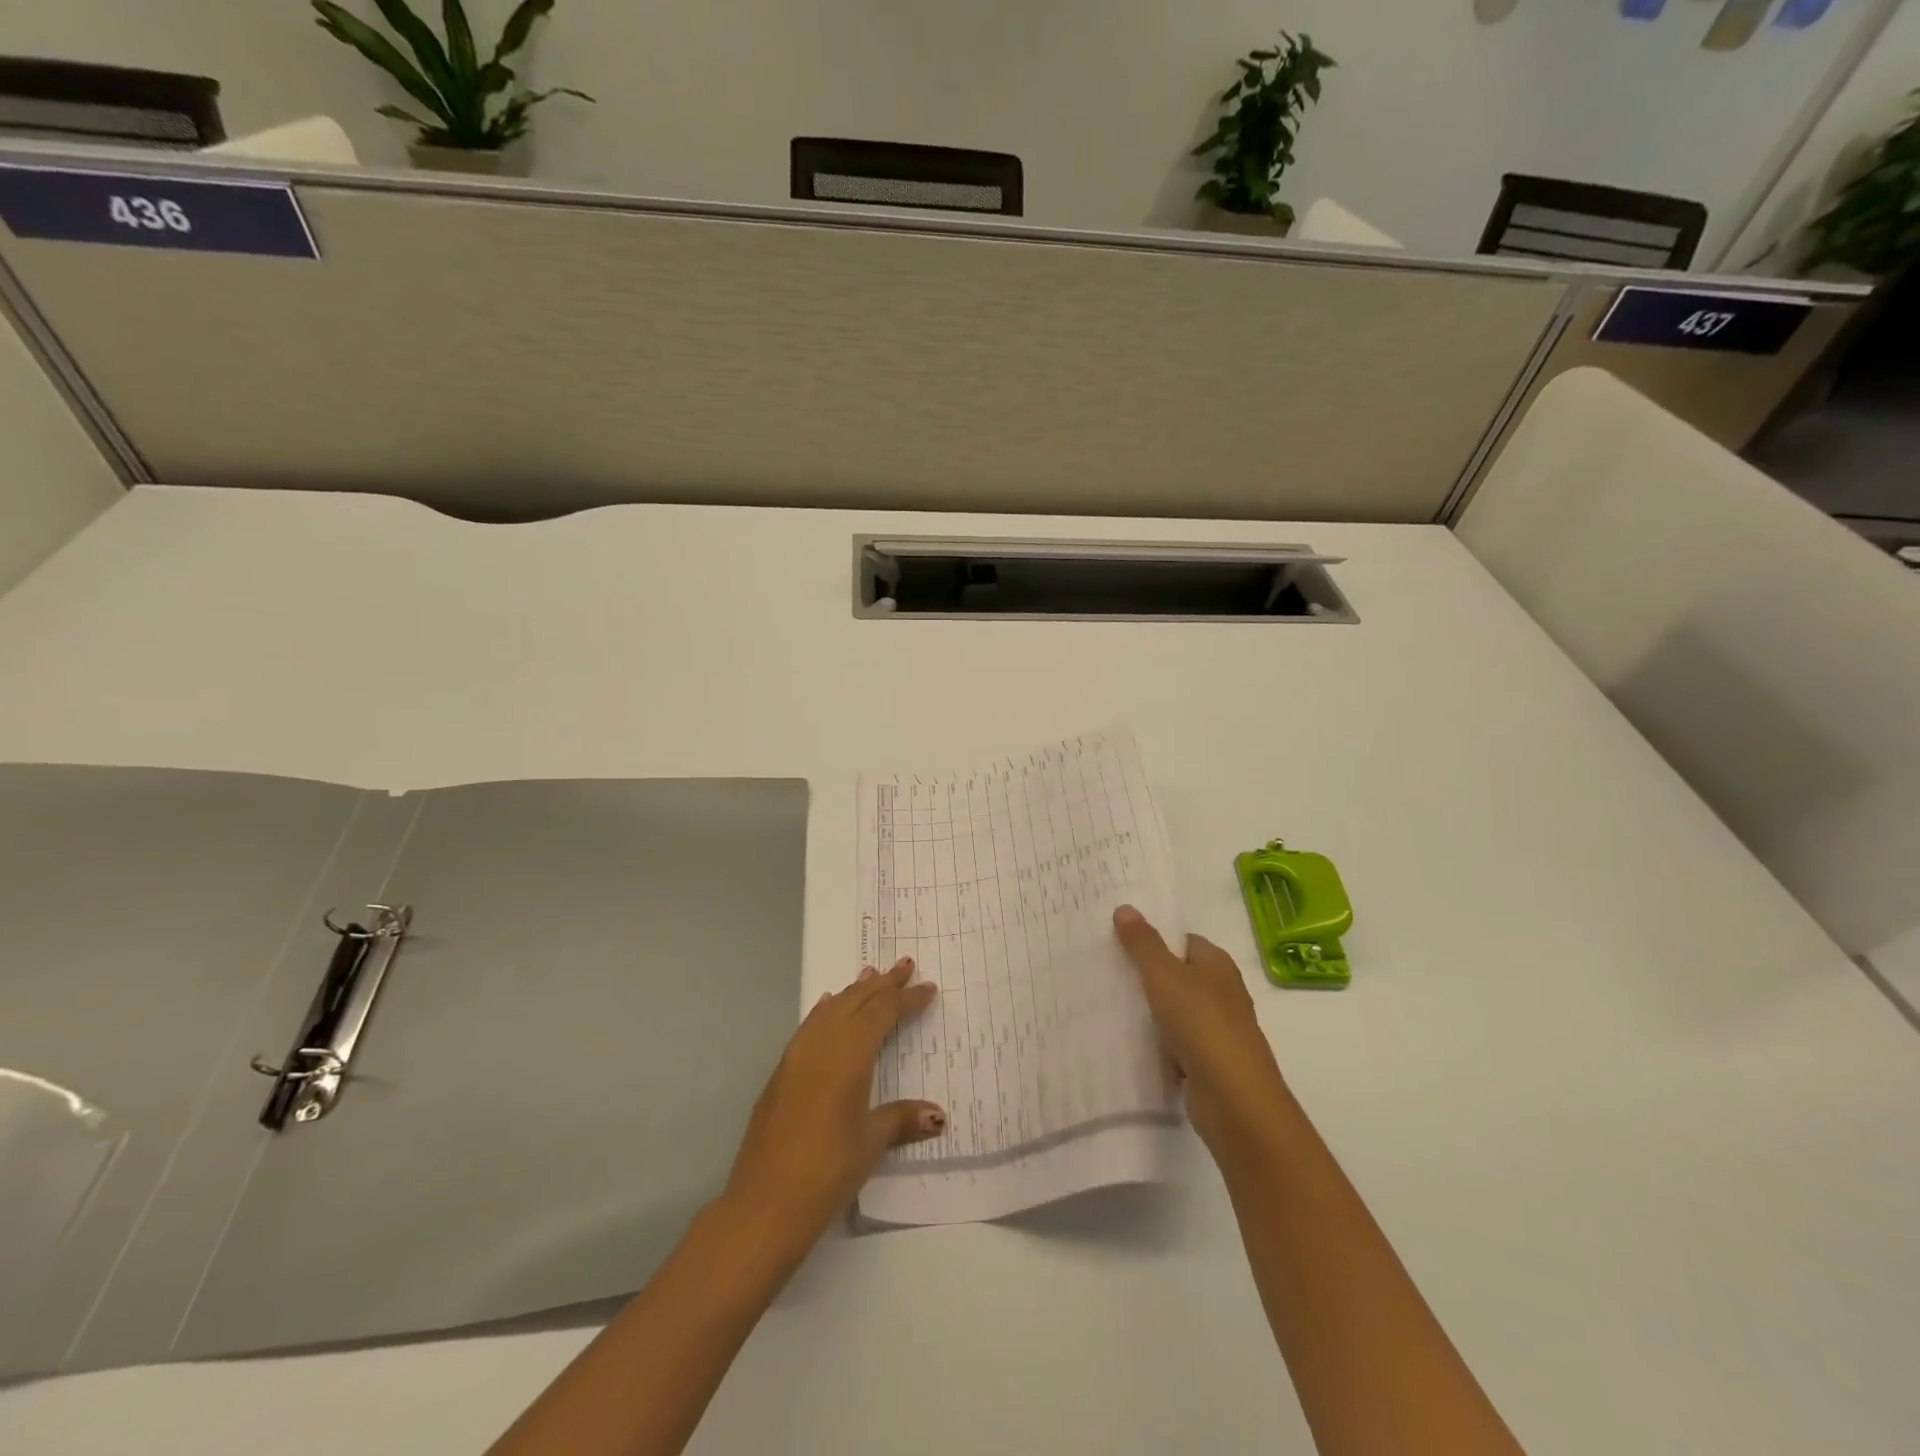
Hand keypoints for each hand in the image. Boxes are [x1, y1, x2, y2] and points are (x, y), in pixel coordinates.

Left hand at [721, 957, 943, 1255]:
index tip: (928, 987)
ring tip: (871, 975)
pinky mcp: (781, 1071)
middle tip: (905, 966)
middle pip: (856, 1000)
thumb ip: (902, 1119)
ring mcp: (796, 1055)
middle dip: (882, 983)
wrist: (763, 1204)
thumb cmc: (826, 1170)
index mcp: (849, 1054)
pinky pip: (811, 1025)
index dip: (906, 999)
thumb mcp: (870, 1142)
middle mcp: (821, 1044)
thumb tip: (938, 1115)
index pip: (882, 1013)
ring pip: (831, 1008)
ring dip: (854, 991)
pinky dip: (828, 1009)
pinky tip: (829, 1007)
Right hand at [1113, 906, 1291, 1173]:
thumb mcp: (1165, 976)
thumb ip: (1144, 944)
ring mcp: (1216, 1030)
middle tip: (1105, 967)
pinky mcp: (1207, 1063)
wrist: (1234, 1101)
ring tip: (1106, 1001)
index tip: (1118, 939)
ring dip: (1149, 1011)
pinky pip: (1174, 1044)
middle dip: (1147, 973)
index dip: (1155, 937)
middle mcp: (1221, 993)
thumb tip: (1125, 908)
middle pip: (1178, 975)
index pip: (1183, 940)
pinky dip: (1155, 1043)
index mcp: (1217, 965)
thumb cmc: (1202, 1025)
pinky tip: (1127, 1042)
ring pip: (1175, 1011)